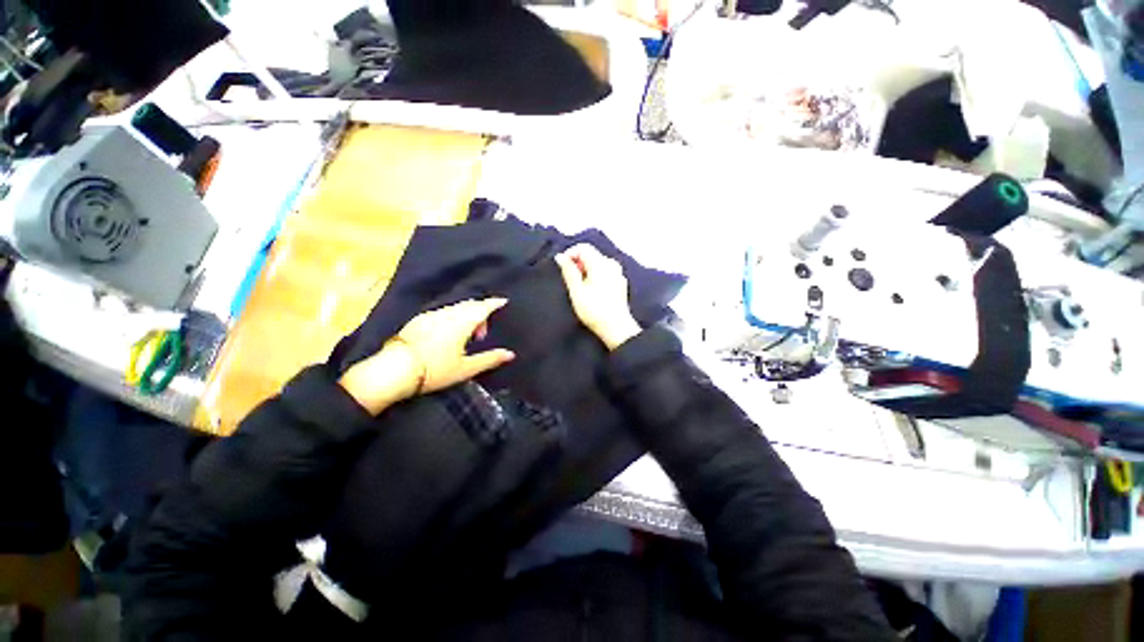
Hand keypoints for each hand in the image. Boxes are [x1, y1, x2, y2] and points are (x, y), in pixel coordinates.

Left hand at [339, 298, 514, 413]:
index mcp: (462, 322)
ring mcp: (431, 315)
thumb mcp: (466, 368)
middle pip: (470, 305)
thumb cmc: (435, 370)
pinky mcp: (418, 320)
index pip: (483, 307)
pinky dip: (452, 317)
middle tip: (482, 334)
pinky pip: (443, 312)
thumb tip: (510, 354)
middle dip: (481, 313)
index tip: (504, 301)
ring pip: (456, 308)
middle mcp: (448, 313)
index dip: (495, 303)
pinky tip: (448, 334)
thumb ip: (490, 359)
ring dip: (466, 316)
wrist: (394, 370)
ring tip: (466, 337)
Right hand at [555, 244, 641, 349]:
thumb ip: (568, 271)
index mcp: (601, 263)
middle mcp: (612, 264)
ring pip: (598, 263)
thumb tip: (560, 257)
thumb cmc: (594, 310)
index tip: (562, 267)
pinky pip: (605, 272)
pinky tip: (591, 291)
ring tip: (579, 286)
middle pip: (591, 254)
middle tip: (569, 279)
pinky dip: (596, 275)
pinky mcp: (620, 283)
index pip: (583, 247)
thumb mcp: (577, 291)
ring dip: (586, 269)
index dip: (570, 254)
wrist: (616, 328)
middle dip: (578, 262)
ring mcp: (618, 273)